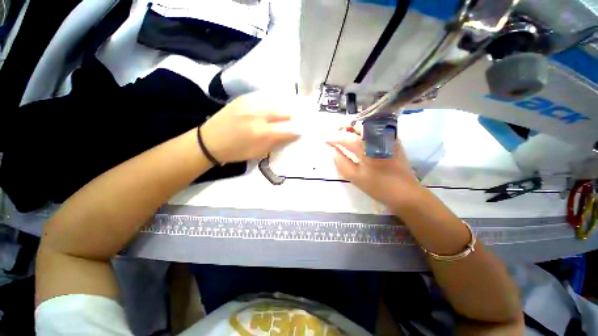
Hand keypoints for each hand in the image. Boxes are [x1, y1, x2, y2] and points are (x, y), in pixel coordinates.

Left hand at [200, 92, 300, 162]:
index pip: (288, 129)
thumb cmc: (236, 152)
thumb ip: (277, 143)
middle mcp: (258, 115)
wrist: (210, 141)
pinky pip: (265, 97)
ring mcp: (250, 103)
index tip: (302, 132)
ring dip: (285, 108)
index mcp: (262, 134)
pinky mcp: (244, 97)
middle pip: (285, 112)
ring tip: (289, 112)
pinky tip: (276, 106)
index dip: (298, 130)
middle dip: (294, 117)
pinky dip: (274, 102)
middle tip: (297, 121)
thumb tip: (291, 135)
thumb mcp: (259, 153)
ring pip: (276, 102)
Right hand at [329, 129, 420, 206]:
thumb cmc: (378, 187)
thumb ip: (341, 162)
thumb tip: (332, 150)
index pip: (345, 138)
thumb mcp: (355, 177)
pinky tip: (360, 136)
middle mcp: (377, 138)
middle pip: (357, 125)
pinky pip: (377, 128)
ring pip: (367, 124)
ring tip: (345, 133)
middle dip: (343, 126)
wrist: (405, 193)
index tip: (325, 140)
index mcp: (366, 149)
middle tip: (335, 133)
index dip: (333, 138)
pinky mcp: (393, 140)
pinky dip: (365, 129)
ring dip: (354, 127)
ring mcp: (387, 137)